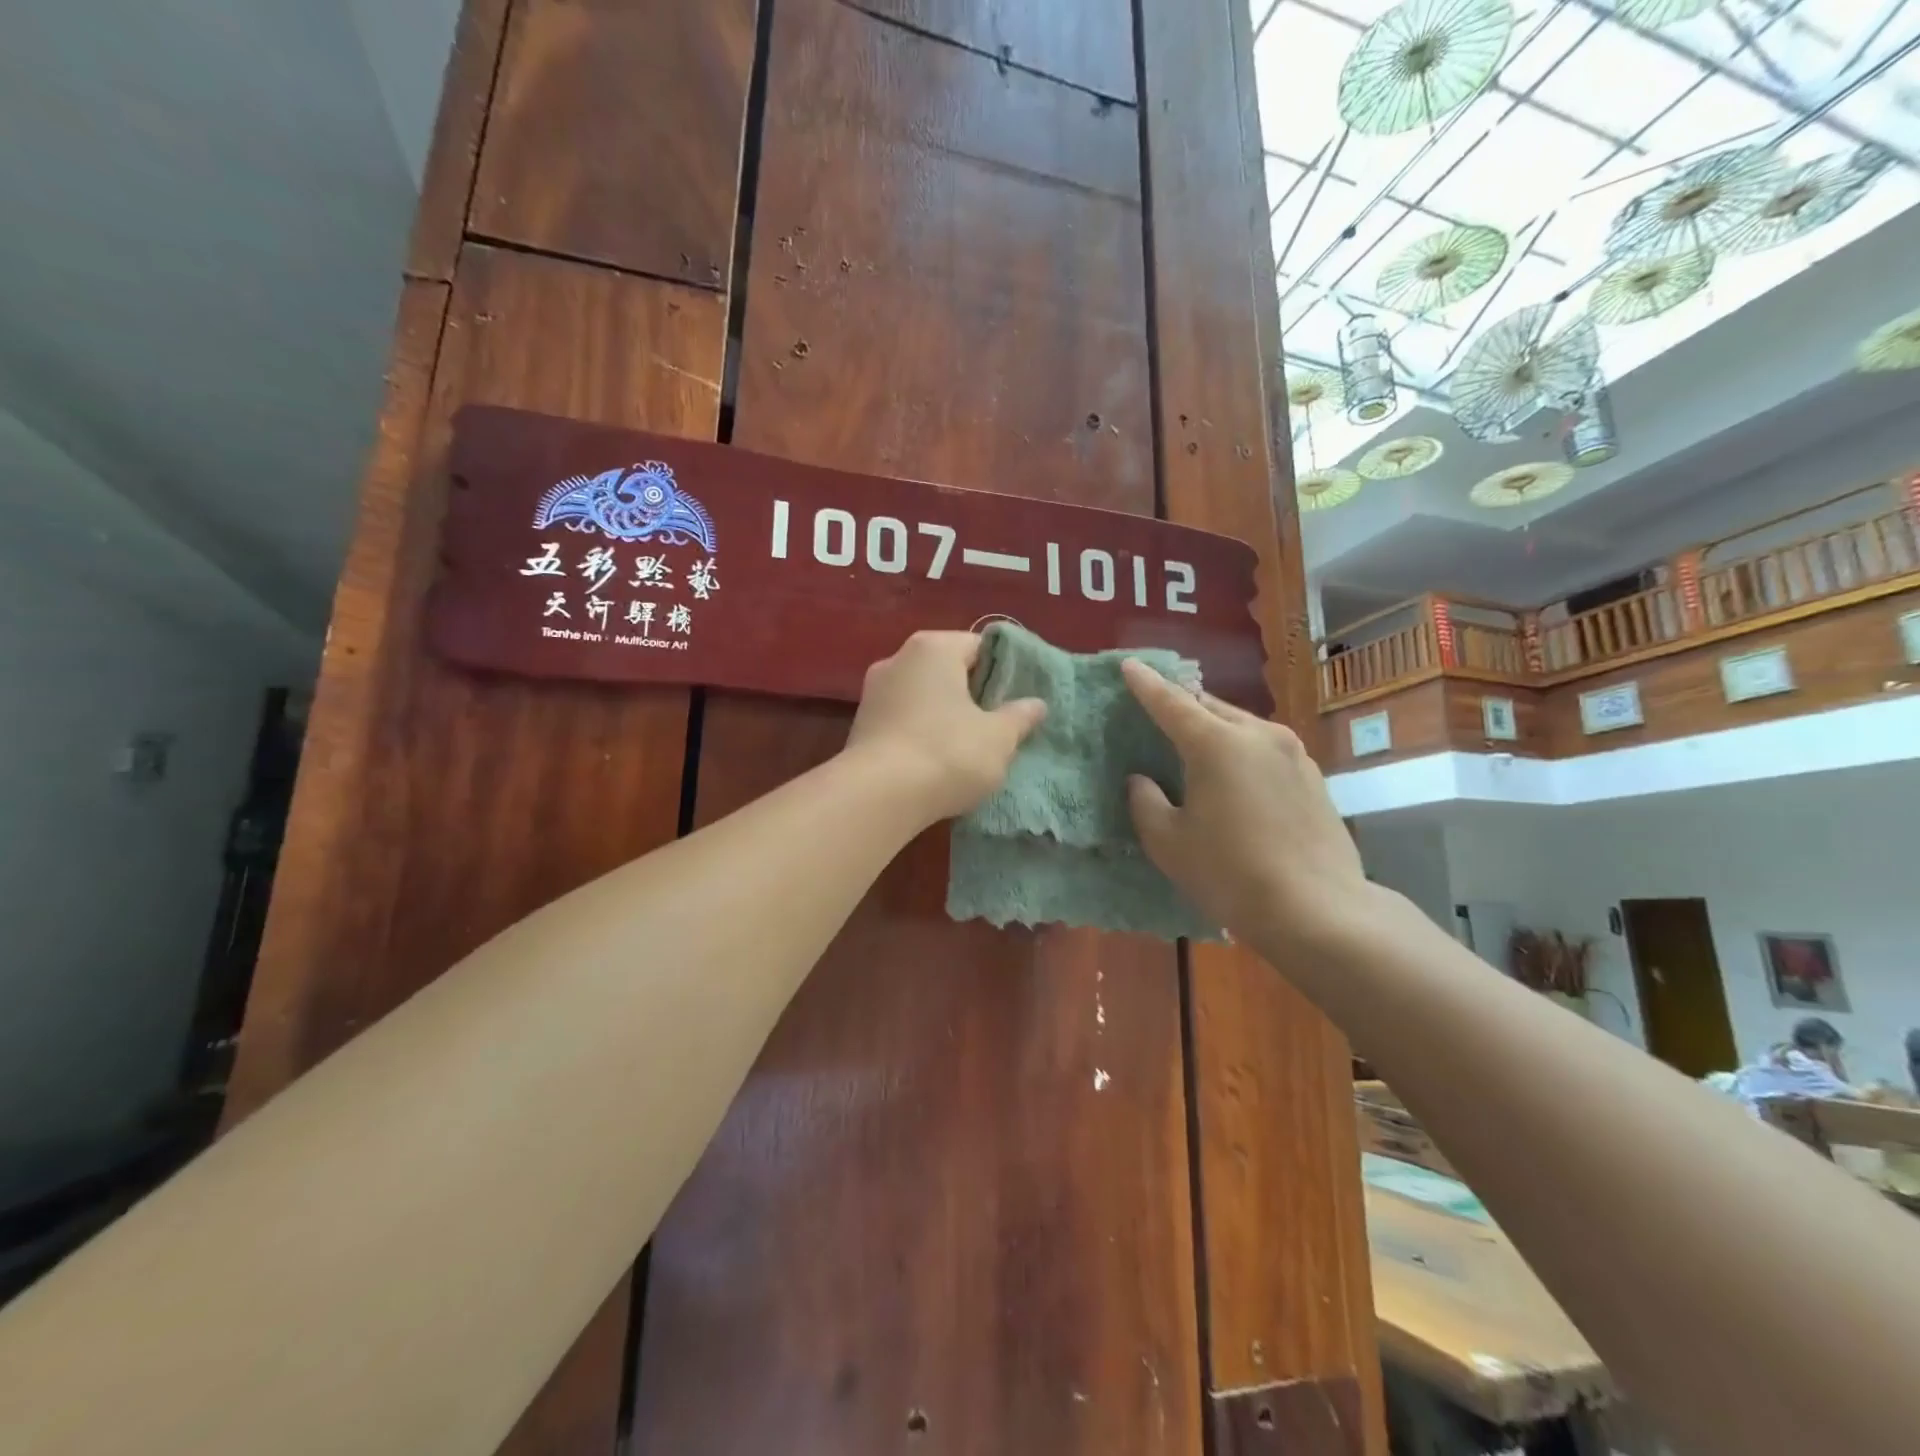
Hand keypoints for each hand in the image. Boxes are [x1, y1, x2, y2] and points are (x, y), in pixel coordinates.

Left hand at [846, 631, 1046, 822]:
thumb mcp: (998, 738)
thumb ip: (1019, 717)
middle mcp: (897, 659)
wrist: (878, 797)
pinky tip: (937, 761)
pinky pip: (903, 721)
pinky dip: (921, 734)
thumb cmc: (948, 753)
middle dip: (973, 695)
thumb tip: (1036, 704)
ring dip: (945, 716)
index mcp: (933, 648)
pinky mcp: (861, 726)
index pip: (979, 646)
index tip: (1020, 698)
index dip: (1005, 671)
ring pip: (923, 697)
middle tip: (1000, 723)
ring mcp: (873, 692)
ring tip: (970, 746)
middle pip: (948, 670)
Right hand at [1121, 659, 1369, 954]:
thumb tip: (1142, 780)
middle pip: (1210, 706)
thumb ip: (1145, 802)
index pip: (1171, 702)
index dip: (1145, 684)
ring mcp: (1293, 753)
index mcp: (1216, 744)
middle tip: (1159, 710)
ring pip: (1242, 724)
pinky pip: (1266, 747)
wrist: (1318, 910)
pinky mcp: (1313, 776)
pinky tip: (1236, 776)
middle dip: (1182, 704)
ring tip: (1195, 743)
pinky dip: (1242, 749)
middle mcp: (1258, 735)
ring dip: (1214, 727)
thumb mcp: (1168, 842)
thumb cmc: (1230, 874)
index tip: (1128, 664)